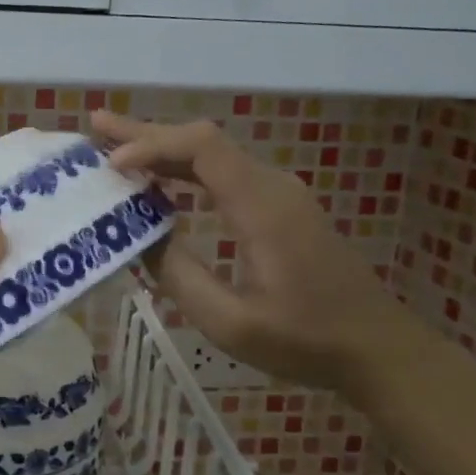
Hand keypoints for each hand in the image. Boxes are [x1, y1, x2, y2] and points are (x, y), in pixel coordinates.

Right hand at [93, 112, 423, 392]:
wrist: (378, 348)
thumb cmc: (306, 340)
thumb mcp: (231, 321)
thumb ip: (179, 275)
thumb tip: (140, 237)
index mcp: (261, 206)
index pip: (200, 148)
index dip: (151, 146)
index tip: (112, 166)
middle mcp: (271, 186)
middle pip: (203, 140)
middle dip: (147, 132)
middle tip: (96, 126)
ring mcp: (279, 194)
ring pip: (213, 154)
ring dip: (164, 149)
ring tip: (116, 149)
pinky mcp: (281, 207)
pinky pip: (225, 173)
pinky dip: (186, 169)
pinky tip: (162, 182)